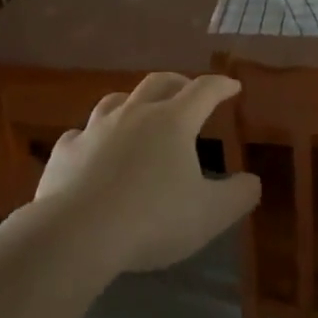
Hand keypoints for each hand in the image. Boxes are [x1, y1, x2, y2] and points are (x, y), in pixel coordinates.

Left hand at [30, 72, 261, 274]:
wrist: (76, 234)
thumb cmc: (152, 220)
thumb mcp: (211, 214)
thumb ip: (239, 196)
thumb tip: (252, 181)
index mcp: (173, 122)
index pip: (204, 91)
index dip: (221, 86)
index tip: (232, 87)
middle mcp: (134, 114)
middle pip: (159, 83)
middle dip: (178, 83)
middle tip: (188, 90)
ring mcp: (95, 130)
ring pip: (117, 101)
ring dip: (134, 101)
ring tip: (140, 112)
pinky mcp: (65, 152)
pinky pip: (81, 134)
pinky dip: (93, 137)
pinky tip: (93, 149)